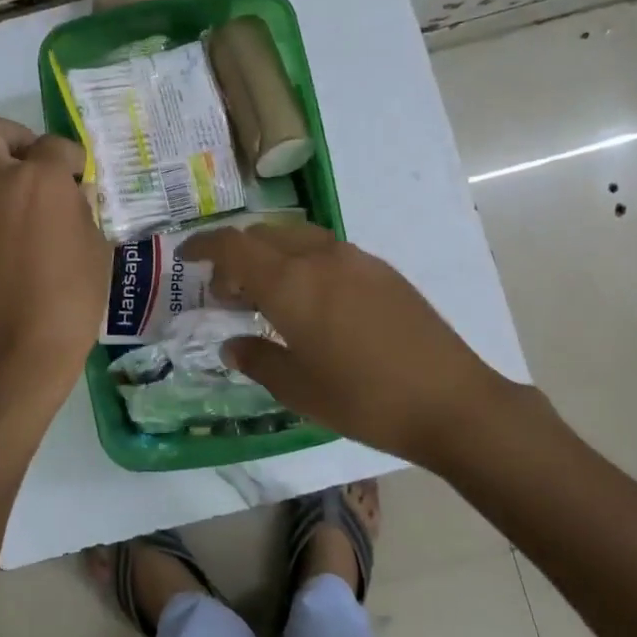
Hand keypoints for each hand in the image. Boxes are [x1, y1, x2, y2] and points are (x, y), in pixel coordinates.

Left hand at [0, 113, 108, 407]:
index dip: (70, 159)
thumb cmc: (72, 298)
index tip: (76, 178)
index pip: (55, 145)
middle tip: (30, 162)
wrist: (19, 347)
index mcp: (40, 180)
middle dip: (10, 135)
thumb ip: (83, 209)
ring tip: (4, 181)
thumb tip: (73, 192)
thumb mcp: (96, 247)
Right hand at [180, 224, 520, 463]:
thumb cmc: (363, 399)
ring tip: (268, 295)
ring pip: (296, 238)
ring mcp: (355, 259)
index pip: (233, 245)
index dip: (203, 246)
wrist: (451, 401)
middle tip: (228, 292)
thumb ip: (257, 359)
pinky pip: (327, 251)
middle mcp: (319, 257)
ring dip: (271, 255)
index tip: (185, 258)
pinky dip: (302, 262)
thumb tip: (232, 344)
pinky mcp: (382, 270)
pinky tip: (313, 300)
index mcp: (290, 283)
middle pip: (263, 235)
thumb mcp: (297, 389)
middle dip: (236, 254)